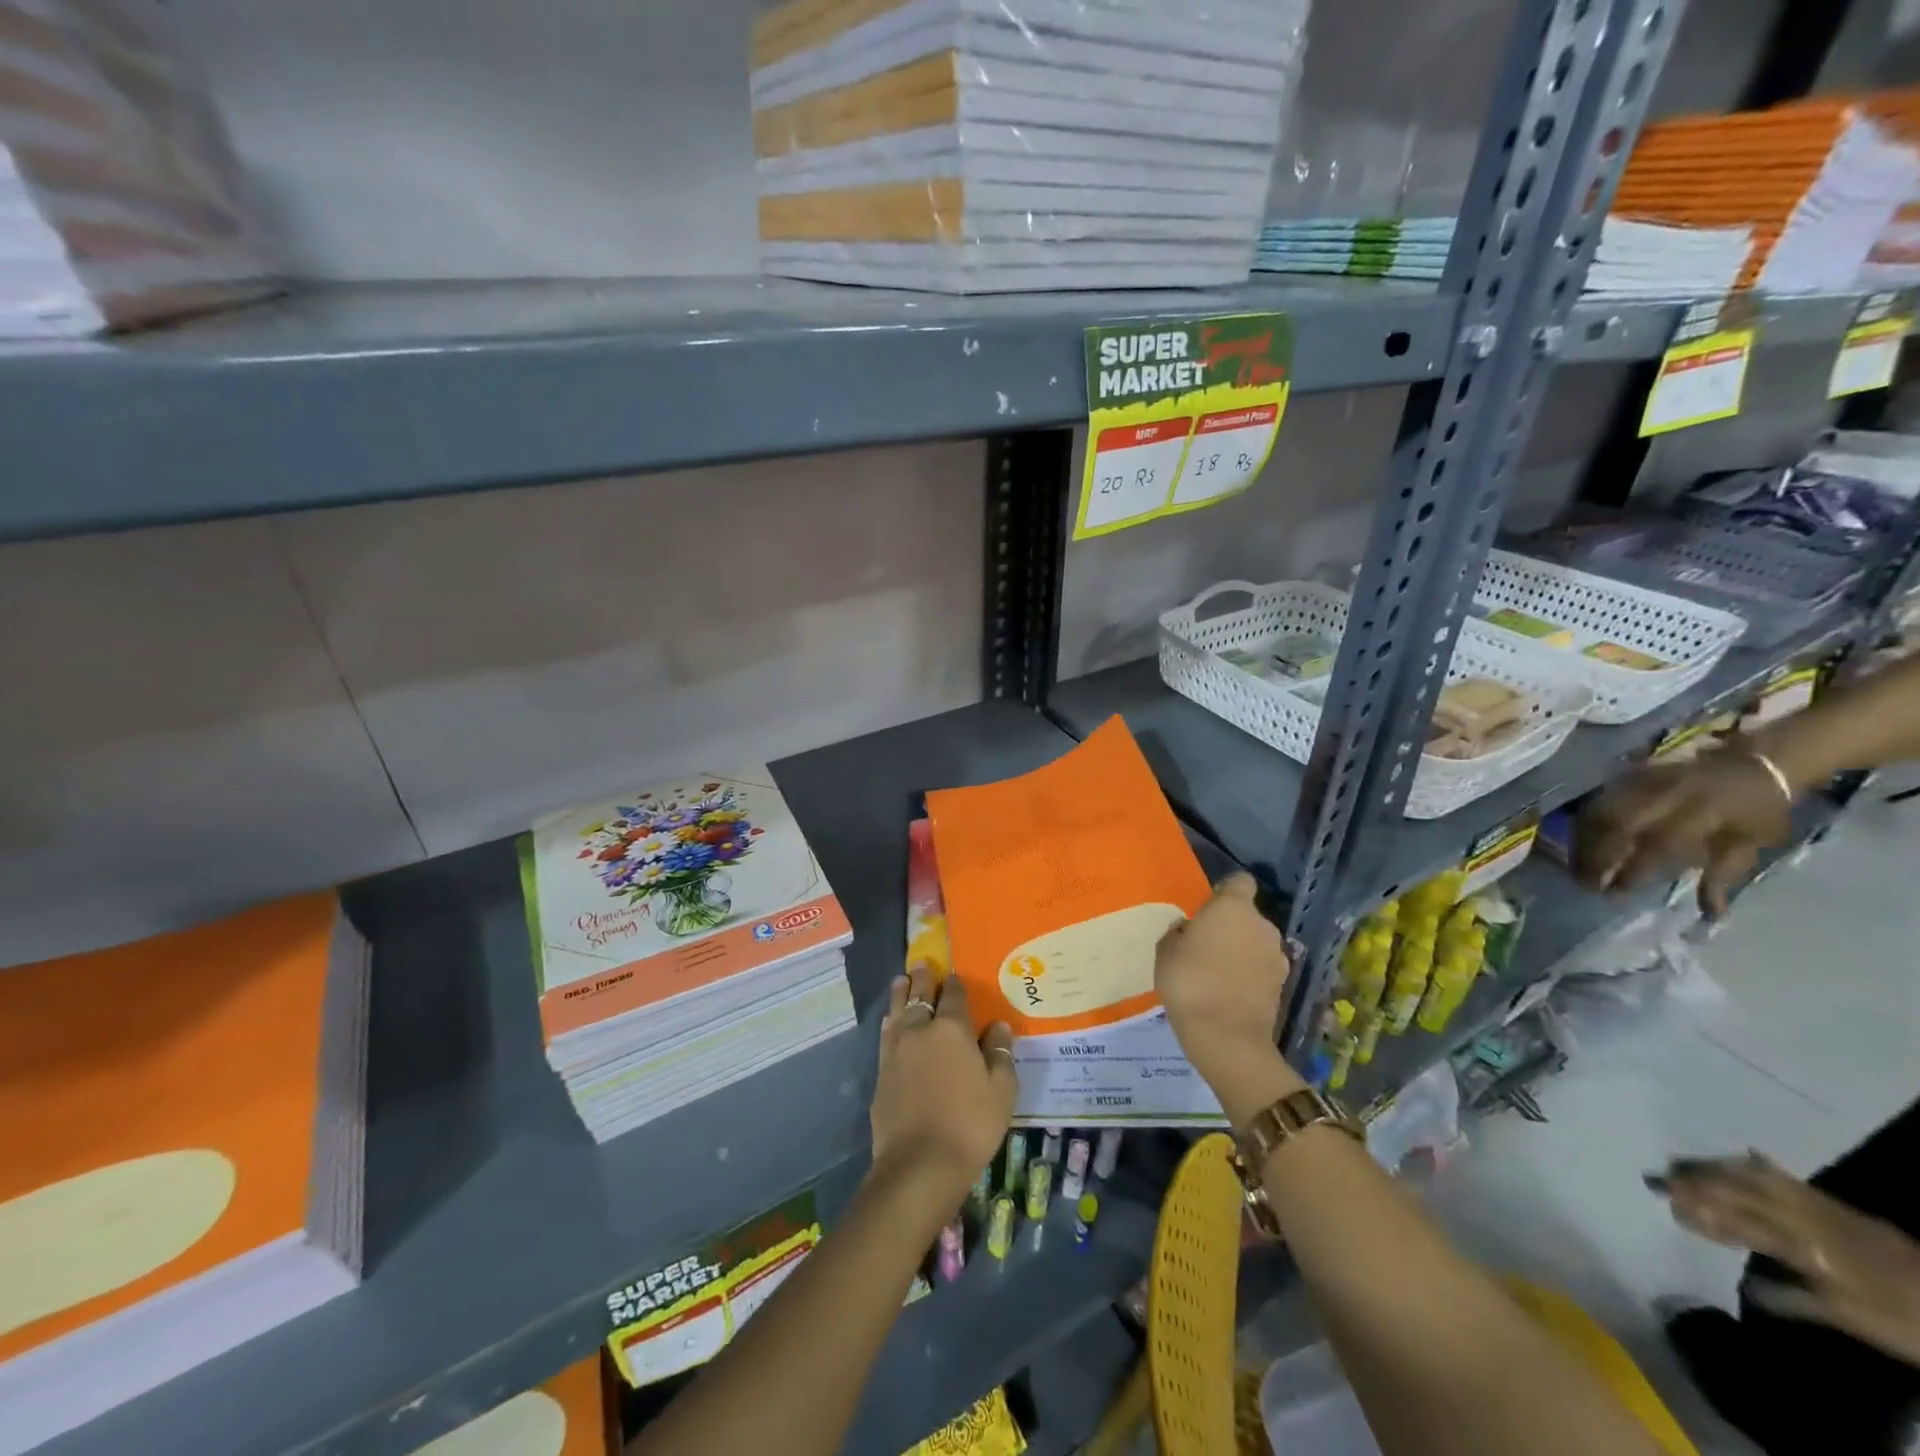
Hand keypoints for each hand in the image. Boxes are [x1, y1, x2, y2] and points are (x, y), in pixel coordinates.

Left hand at [869, 964, 1015, 1220]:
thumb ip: (1000, 1054)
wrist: (919, 1165)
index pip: (954, 996)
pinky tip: (890, 1021)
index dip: (955, 985)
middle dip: (923, 980)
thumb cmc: (969, 1125)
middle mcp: (921, 1030)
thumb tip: (999, 1026)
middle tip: (922, 965)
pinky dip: (890, 1021)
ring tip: (901, 981)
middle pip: (921, 996)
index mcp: (953, 1029)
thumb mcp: (1001, 1091)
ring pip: (898, 1011)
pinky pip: (886, 1035)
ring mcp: (897, 1050)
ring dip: (901, 994)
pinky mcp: (882, 1072)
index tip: (955, 976)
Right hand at [1154, 875, 1301, 1119]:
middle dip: (1231, 925)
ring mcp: (1277, 956)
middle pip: (1247, 915)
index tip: (1208, 906)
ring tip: (1218, 972)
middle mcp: (1262, 925)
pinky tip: (1230, 991)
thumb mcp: (1166, 951)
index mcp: (1233, 907)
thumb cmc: (1189, 982)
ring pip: (1256, 942)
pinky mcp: (1282, 984)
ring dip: (1242, 951)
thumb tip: (1189, 930)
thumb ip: (1179, 932)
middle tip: (1206, 945)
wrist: (1227, 1038)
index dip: (1225, 891)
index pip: (1239, 882)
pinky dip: (1249, 974)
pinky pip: (1261, 968)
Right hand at [1575, 747, 1792, 915]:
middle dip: (1595, 856)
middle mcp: (1664, 795)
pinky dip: (1583, 822)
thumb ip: (1722, 878)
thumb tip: (1710, 916)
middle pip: (1614, 825)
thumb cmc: (1758, 813)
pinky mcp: (1630, 774)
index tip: (1614, 894)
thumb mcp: (1750, 847)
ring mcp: (1642, 781)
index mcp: (1700, 814)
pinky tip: (1579, 840)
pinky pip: (1597, 799)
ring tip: (1576, 864)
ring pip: (1598, 811)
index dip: (1631, 872)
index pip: (1655, 846)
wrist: (1757, 764)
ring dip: (1582, 840)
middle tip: (1584, 882)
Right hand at [1664, 1153, 1919, 1366]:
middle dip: (1699, 1181)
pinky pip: (1788, 1178)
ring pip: (1761, 1178)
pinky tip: (1745, 1155)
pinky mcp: (1838, 1205)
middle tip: (1660, 1173)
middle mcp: (1807, 1219)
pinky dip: (1759, 1166)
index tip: (1667, 1203)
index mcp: (1806, 1247)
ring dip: (1721, 1168)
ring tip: (1688, 1161)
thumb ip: (1795, 1300)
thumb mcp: (1853, 1321)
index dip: (1703, 1212)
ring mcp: (1823, 1207)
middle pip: (1744, 1192)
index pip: (1740, 1222)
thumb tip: (1743, 1286)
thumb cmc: (1903, 1321)